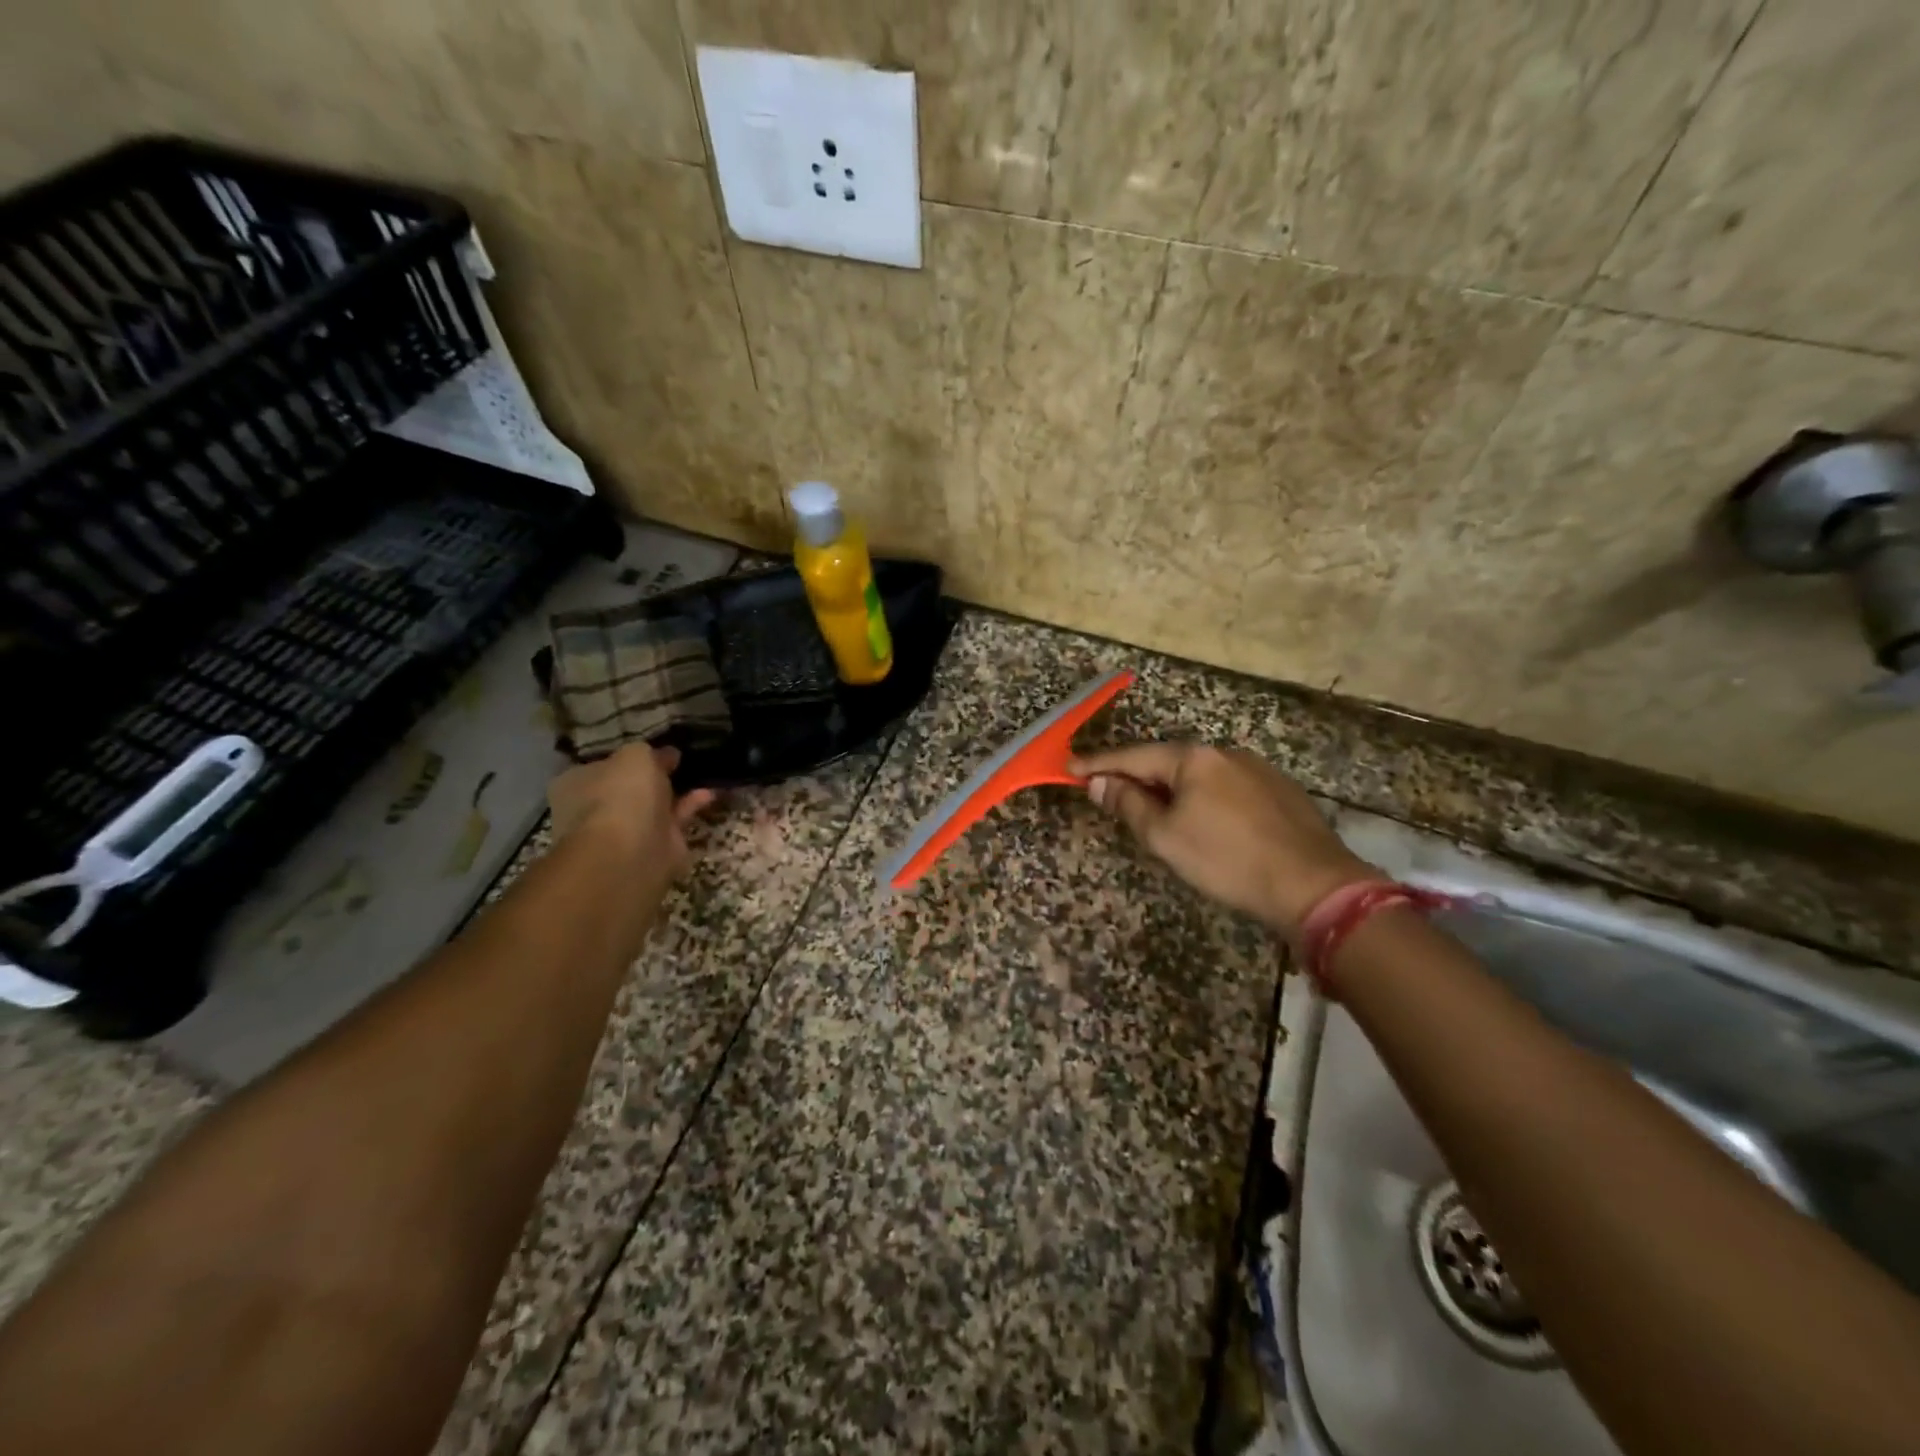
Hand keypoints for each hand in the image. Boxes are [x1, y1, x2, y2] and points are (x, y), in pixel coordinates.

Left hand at [548, 745, 716, 878]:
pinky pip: (675, 819)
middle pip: (630, 787)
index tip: (657, 748)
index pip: (604, 765)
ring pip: (654, 804)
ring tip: (701, 772)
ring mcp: (626, 830)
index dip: (630, 757)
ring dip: (676, 790)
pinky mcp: (656, 845)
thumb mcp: (635, 755)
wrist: (630, 851)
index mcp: (578, 783)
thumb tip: (665, 755)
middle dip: (654, 775)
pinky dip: (691, 805)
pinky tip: (709, 792)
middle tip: (680, 759)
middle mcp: (597, 807)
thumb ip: (649, 751)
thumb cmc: (622, 794)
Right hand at [1070, 742, 1375, 935]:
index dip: (1099, 764)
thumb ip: (1128, 804)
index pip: (1134, 757)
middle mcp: (1225, 752)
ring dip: (1171, 789)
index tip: (1070, 767)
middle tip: (1109, 792)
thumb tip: (1098, 782)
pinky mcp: (1279, 790)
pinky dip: (1203, 798)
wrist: (1313, 885)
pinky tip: (1204, 821)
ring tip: (1155, 812)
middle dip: (1136, 776)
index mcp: (1194, 758)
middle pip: (1167, 762)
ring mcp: (1256, 768)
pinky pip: (1225, 787)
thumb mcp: (1165, 837)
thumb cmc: (1227, 860)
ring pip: (1199, 775)